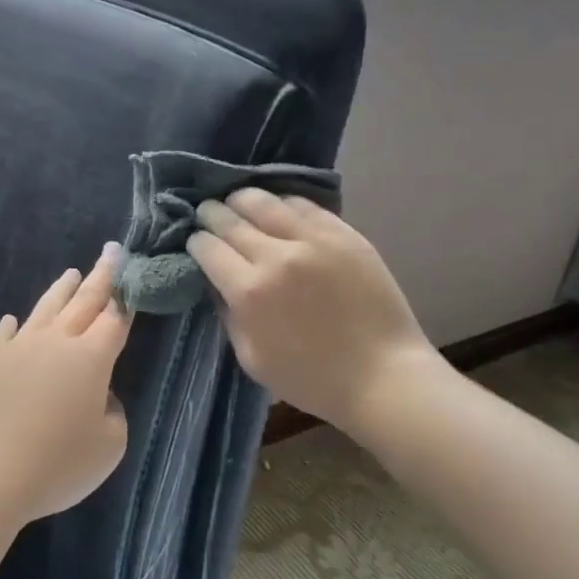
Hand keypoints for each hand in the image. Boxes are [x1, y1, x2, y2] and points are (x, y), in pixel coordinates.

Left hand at [0, 242, 132, 525]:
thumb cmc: (58, 464)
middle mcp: (56, 342)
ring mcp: (18, 348)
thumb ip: (113, 413)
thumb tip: (98, 395)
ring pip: (45, 309)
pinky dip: (12, 325)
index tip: (132, 278)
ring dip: (61, 290)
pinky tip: (12, 320)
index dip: (127, 300)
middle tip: (111, 251)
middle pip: (84, 301)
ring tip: (71, 273)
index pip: (115, 320)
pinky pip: (3, 335)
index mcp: (91, 358)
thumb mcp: (109, 446)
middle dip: (101, 275)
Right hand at [187, 190, 437, 437]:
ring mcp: (313, 239)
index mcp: (249, 292)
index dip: (195, 242)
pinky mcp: (342, 232)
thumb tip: (215, 281)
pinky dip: (281, 203)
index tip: (196, 244)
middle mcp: (276, 256)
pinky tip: (277, 209)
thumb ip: (227, 315)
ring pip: (263, 200)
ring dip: (241, 200)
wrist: (382, 375)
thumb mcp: (252, 358)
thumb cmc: (312, 378)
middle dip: (210, 215)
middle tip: (207, 214)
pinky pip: (302, 204)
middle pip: (229, 218)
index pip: (207, 247)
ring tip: (237, 203)